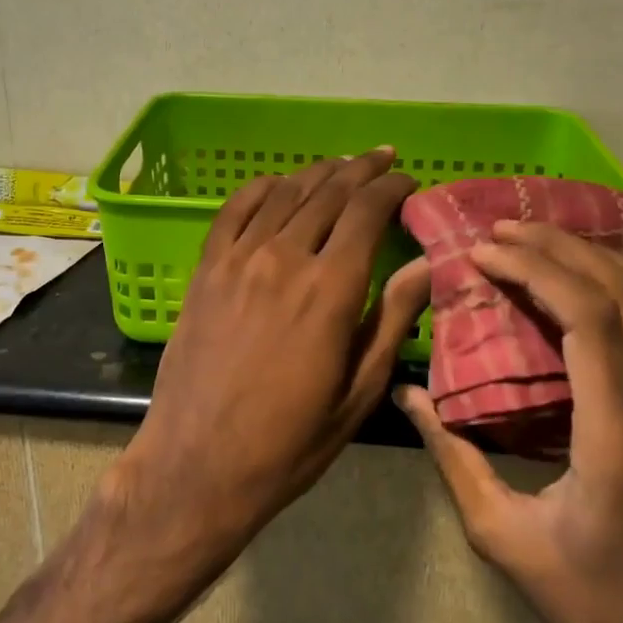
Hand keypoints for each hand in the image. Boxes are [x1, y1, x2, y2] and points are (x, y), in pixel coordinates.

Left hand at [110, 148, 429, 572]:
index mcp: (330, 289)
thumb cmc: (289, 441)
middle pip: (328, 193)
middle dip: (361, 170)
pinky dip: (259, 188)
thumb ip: (393, 318)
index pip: (367, 211)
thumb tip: (425, 262)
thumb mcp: (358, 392)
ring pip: (283, 194)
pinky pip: (233, 211)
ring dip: (316, 173)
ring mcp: (237, 260)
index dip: (391, 188)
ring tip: (340, 166)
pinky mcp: (205, 270)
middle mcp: (284, 258)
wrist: (198, 463)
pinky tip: (277, 183)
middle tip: (382, 159)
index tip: (408, 181)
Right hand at [396, 221, 622, 622]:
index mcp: (618, 441)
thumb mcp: (501, 535)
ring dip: (605, 262)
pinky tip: (617, 287)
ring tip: (550, 241)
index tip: (484, 252)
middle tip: (505, 231)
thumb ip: (453, 457)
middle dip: (561, 250)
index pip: (588, 322)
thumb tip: (407, 396)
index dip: (536, 271)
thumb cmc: (586, 598)